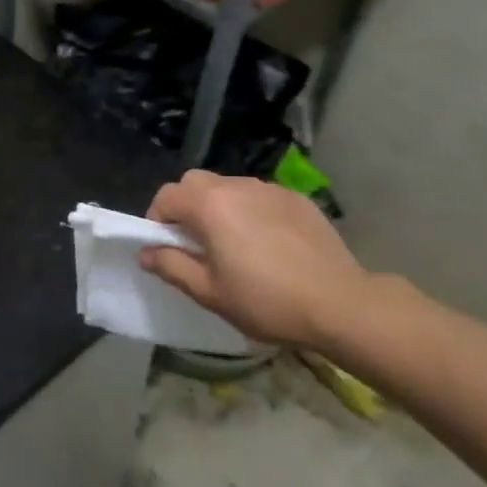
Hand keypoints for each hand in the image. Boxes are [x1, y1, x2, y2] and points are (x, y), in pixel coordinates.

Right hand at [139, 171, 371, 348]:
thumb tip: (146, 253)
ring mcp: (270, 189)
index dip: (157, 219)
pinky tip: (269, 244)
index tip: (166, 247)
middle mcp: (237, 187)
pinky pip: (260, 197)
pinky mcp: (297, 199)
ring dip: (219, 207)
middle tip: (196, 242)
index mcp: (210, 205)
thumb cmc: (266, 301)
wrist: (340, 304)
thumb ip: (171, 266)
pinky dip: (252, 212)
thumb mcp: (209, 292)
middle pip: (195, 182)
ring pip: (229, 187)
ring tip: (234, 243)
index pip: (167, 195)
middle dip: (186, 206)